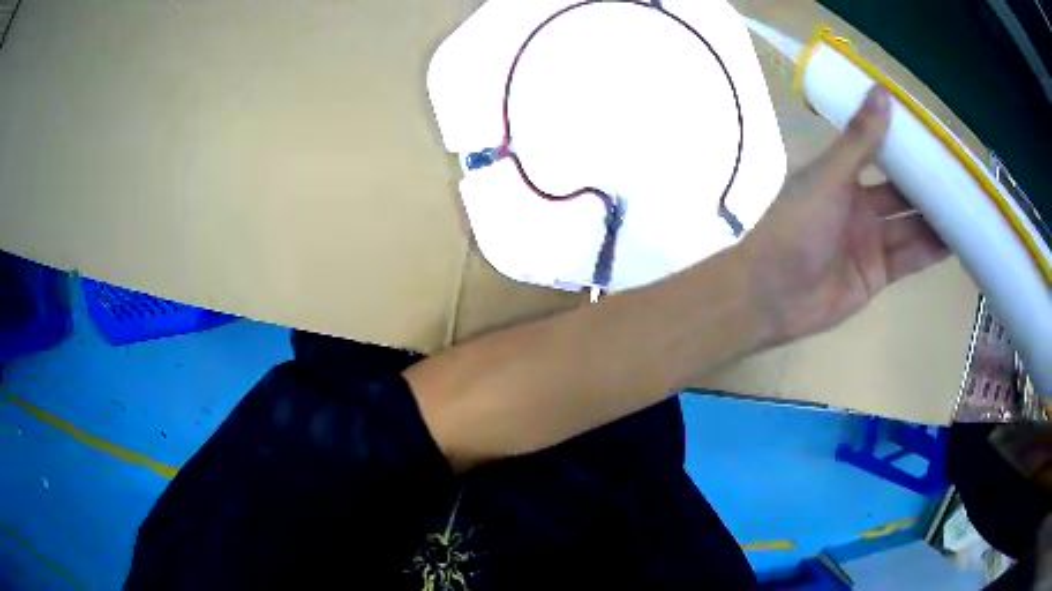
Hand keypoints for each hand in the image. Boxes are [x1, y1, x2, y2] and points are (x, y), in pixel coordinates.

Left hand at [739, 86, 948, 345]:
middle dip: (929, 184)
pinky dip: (932, 251)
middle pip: (902, 192)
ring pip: (911, 225)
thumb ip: (859, 141)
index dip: (905, 146)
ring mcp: (871, 242)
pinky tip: (957, 241)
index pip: (881, 153)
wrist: (772, 295)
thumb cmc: (796, 227)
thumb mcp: (829, 176)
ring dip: (937, 218)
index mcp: (843, 175)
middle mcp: (860, 205)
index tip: (934, 137)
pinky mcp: (878, 275)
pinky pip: (910, 258)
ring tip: (968, 206)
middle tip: (960, 175)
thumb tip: (882, 92)